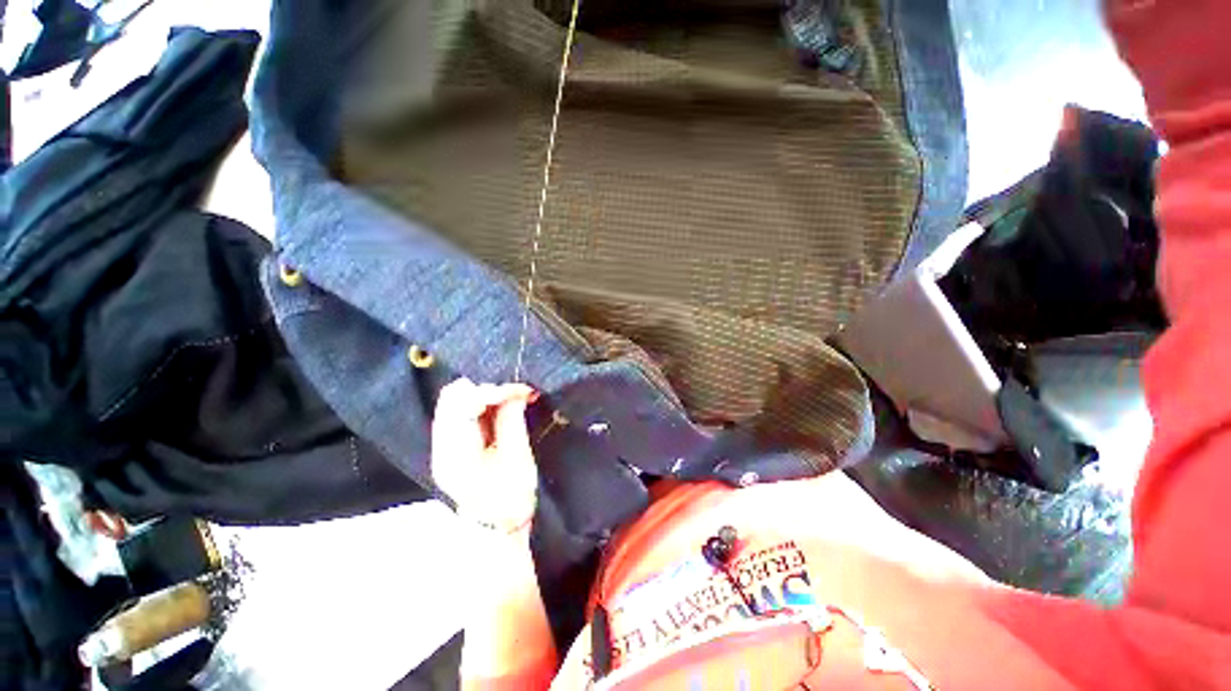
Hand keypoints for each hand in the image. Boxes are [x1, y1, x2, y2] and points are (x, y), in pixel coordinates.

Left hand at [431, 378, 538, 535]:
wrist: (498, 527)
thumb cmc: (512, 498)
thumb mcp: (518, 457)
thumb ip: (512, 418)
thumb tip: (517, 390)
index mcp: (456, 454)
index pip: (464, 405)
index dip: (495, 391)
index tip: (523, 390)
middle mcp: (441, 445)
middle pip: (451, 396)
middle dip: (487, 387)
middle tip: (516, 393)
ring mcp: (442, 443)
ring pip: (455, 399)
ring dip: (484, 393)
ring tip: (512, 398)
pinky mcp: (451, 442)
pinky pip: (462, 409)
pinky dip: (482, 402)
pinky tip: (502, 406)